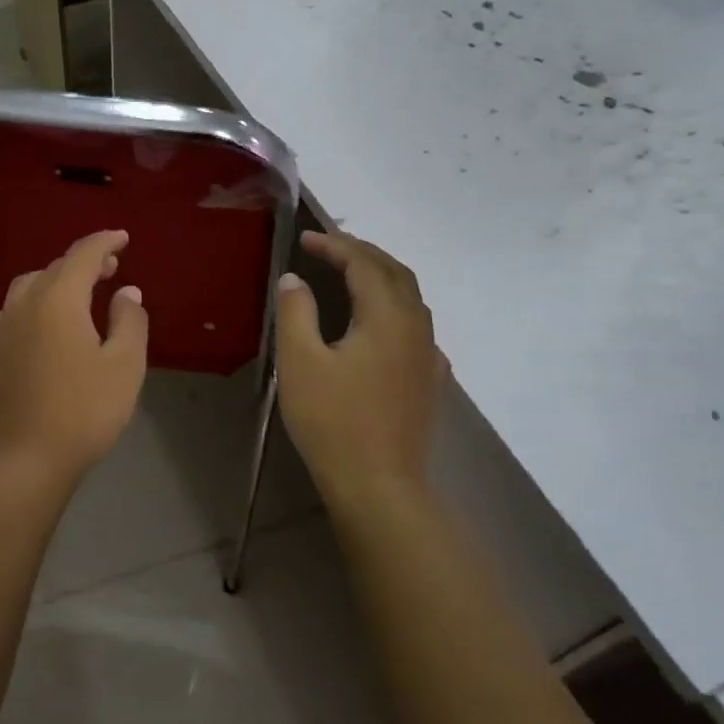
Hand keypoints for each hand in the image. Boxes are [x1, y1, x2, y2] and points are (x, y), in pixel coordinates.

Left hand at [0, 230, 148, 486]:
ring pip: (27, 289)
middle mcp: (23, 305)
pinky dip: (29, 308)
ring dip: (54, 283)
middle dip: (83, 263)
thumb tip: (125, 292)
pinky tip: (36, 326)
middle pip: (54, 269)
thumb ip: (129, 321)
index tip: (122, 238)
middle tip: (109, 269)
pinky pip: (8, 315)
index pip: (83, 255)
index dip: (105, 242)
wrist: (25, 460)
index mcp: (58, 300)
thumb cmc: (84, 411)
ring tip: (76, 296)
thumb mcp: (124, 366)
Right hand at [275, 231, 443, 514]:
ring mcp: (428, 356)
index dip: (335, 245)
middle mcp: (416, 327)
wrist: (379, 485)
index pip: (364, 263)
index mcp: (387, 316)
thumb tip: (294, 279)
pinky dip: (394, 307)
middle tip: (329, 246)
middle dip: (363, 252)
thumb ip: (296, 312)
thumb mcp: (299, 362)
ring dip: (381, 276)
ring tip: (351, 274)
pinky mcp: (429, 380)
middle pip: (395, 272)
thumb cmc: (333, 421)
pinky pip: (416, 326)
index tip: (305, 238)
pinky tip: (379, 325)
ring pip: (411, 298)